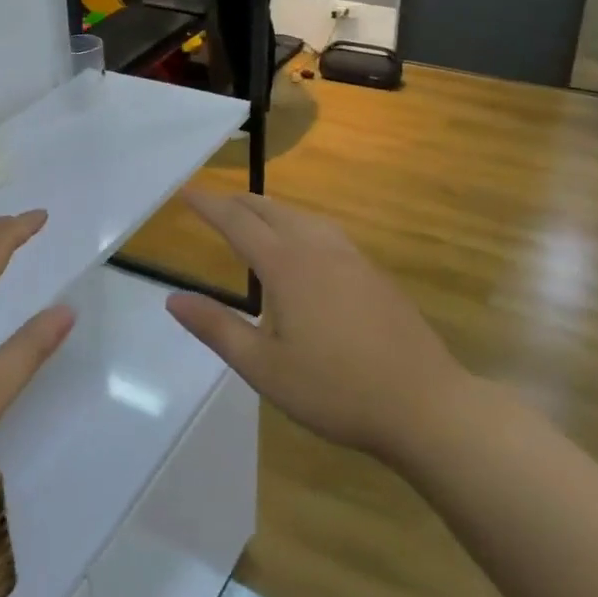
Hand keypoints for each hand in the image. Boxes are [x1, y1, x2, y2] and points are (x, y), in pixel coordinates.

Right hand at [167, 192, 463, 463]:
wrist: (424, 404)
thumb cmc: (336, 390)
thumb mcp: (264, 368)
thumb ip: (217, 329)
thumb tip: (172, 299)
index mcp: (287, 266)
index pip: (237, 222)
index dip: (209, 206)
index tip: (185, 192)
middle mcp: (318, 248)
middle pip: (271, 210)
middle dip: (237, 201)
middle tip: (212, 203)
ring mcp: (351, 257)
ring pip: (302, 216)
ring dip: (270, 209)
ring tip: (252, 216)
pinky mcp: (373, 272)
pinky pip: (325, 230)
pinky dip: (298, 223)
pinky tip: (304, 245)